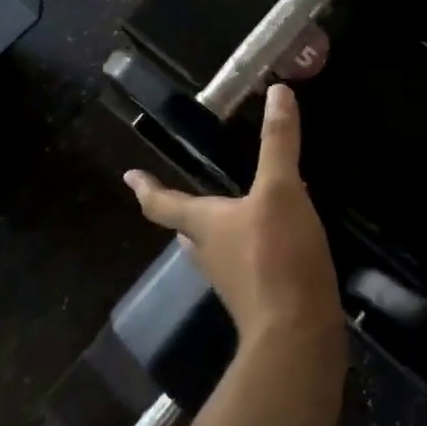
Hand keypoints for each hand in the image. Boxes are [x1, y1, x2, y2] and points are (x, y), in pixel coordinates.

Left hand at [125, 85, 340, 347]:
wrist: (297, 333)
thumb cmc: (278, 256)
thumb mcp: (282, 190)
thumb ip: (279, 142)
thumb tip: (277, 92)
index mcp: (206, 225)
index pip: (164, 204)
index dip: (146, 188)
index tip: (129, 177)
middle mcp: (211, 254)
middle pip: (187, 231)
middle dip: (182, 214)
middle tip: (180, 200)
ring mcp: (233, 281)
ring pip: (215, 250)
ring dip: (216, 231)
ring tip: (230, 213)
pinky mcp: (259, 299)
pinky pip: (246, 265)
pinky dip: (251, 247)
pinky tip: (273, 240)